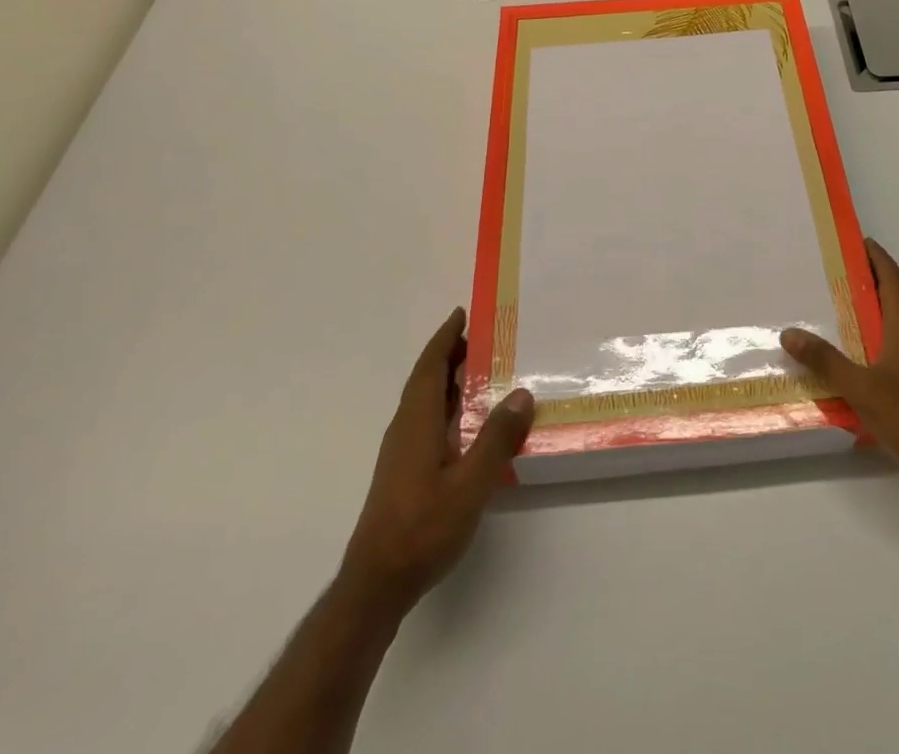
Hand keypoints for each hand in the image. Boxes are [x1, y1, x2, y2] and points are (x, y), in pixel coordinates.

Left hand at [341, 308, 534, 609]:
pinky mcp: (405, 472)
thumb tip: (522, 393)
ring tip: (483, 371)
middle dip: (450, 355)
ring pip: (426, 402)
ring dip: (449, 380)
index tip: (462, 313)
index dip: (445, 338)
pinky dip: (448, 406)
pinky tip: (470, 422)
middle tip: (484, 337)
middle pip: (426, 380)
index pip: (429, 367)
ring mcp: (402, 452)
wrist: (376, 585)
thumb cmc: (423, 528)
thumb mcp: (470, 484)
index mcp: (417, 422)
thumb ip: (496, 439)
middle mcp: (406, 429)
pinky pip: (428, 421)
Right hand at [781, 239, 898, 488]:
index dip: (877, 258)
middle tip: (850, 273)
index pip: (892, 277)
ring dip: (893, 302)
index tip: (859, 242)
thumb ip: (826, 361)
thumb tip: (789, 333)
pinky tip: (897, 342)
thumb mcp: (861, 388)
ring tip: (868, 302)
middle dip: (879, 278)